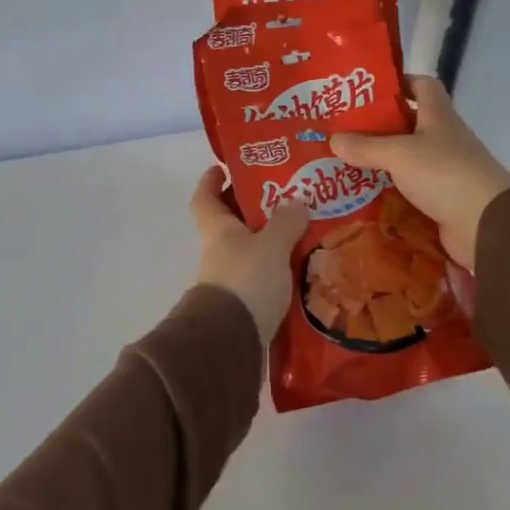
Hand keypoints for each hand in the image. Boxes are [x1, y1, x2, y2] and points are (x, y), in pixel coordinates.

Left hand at [191, 168, 310, 341]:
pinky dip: (279, 272)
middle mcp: (219, 252)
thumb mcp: (271, 245)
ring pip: (249, 252)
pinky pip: (263, 279)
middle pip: (230, 224)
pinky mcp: (244, 306)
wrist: (230, 342)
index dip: (211, 180)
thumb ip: (285, 222)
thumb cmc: (246, 281)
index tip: (225, 167)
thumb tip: (296, 202)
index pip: (204, 197)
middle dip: (252, 210)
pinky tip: (305, 270)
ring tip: (305, 233)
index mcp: (217, 229)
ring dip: (271, 243)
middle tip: (285, 197)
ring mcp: (229, 281)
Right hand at [329, 77, 509, 268]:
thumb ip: (366, 146)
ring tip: (343, 163)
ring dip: (379, 162)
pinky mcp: (439, 198)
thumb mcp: (399, 154)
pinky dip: (387, 191)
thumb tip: (333, 139)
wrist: (486, 225)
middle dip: (377, 126)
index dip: (398, 82)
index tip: (367, 90)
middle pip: (408, 124)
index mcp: (438, 116)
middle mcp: (442, 139)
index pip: (422, 85)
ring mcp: (443, 170)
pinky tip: (361, 194)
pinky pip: (407, 189)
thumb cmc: (445, 174)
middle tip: (342, 131)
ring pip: (405, 159)